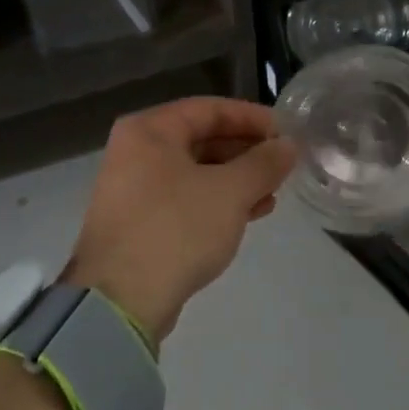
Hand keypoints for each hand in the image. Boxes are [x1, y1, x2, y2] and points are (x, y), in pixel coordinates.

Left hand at [68, 97, 296, 343]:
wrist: (120, 300)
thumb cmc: (176, 229)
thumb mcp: (230, 192)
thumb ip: (263, 163)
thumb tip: (288, 146)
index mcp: (149, 130)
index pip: (210, 109)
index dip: (252, 117)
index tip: (286, 132)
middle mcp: (136, 151)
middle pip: (201, 138)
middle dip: (246, 151)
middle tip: (283, 164)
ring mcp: (134, 188)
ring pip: (196, 171)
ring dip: (236, 179)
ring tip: (274, 191)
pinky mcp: (139, 222)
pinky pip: (186, 198)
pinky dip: (217, 201)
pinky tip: (251, 213)